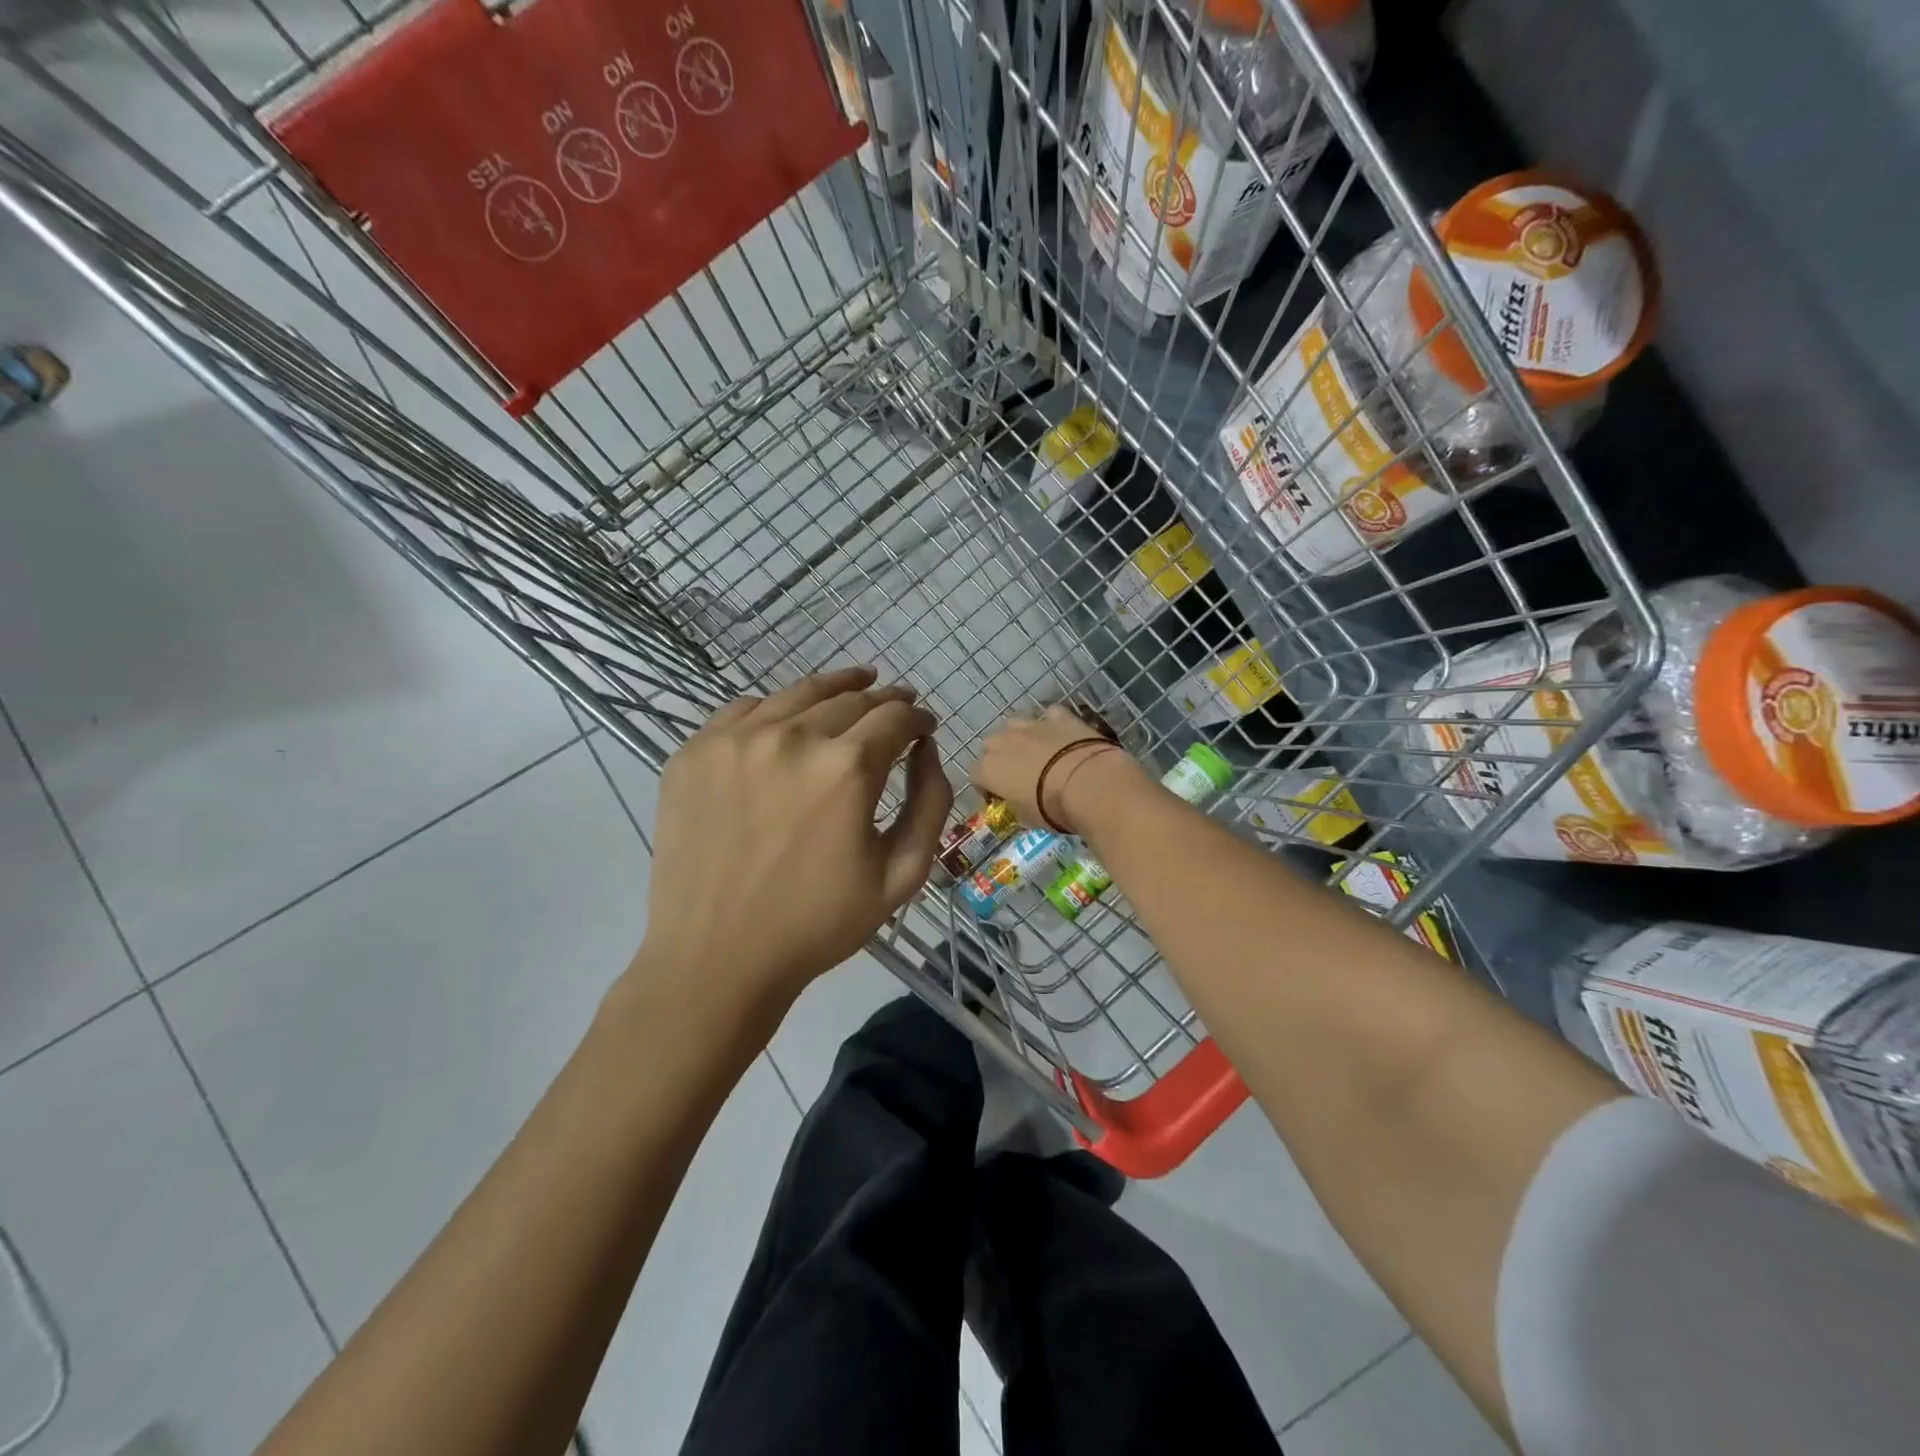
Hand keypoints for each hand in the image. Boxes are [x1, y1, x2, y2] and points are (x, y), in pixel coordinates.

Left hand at [638, 666, 951, 1011]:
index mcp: (847, 768)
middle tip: (897, 708)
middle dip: (884, 701)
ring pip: (798, 693)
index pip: (896, 717)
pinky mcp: (694, 752)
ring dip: (835, 689)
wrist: (716, 959)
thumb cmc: (818, 924)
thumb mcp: (901, 875)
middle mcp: (792, 737)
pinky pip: (745, 709)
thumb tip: (926, 749)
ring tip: (855, 685)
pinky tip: (789, 721)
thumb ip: (929, 802)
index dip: (918, 718)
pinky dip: (778, 708)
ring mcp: (735, 740)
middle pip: (851, 698)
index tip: (924, 726)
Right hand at [971, 704, 1143, 833]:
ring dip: (1018, 736)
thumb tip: (1018, 803)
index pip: (975, 776)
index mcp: (989, 769)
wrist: (1088, 783)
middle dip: (998, 757)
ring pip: (1014, 723)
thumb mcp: (1027, 818)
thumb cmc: (1051, 807)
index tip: (998, 797)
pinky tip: (1060, 735)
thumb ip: (1016, 806)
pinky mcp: (1059, 717)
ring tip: (1033, 751)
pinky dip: (1052, 723)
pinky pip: (1049, 715)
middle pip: (990, 745)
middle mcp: (1004, 742)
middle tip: (1015, 773)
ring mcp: (1031, 725)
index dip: (985, 787)